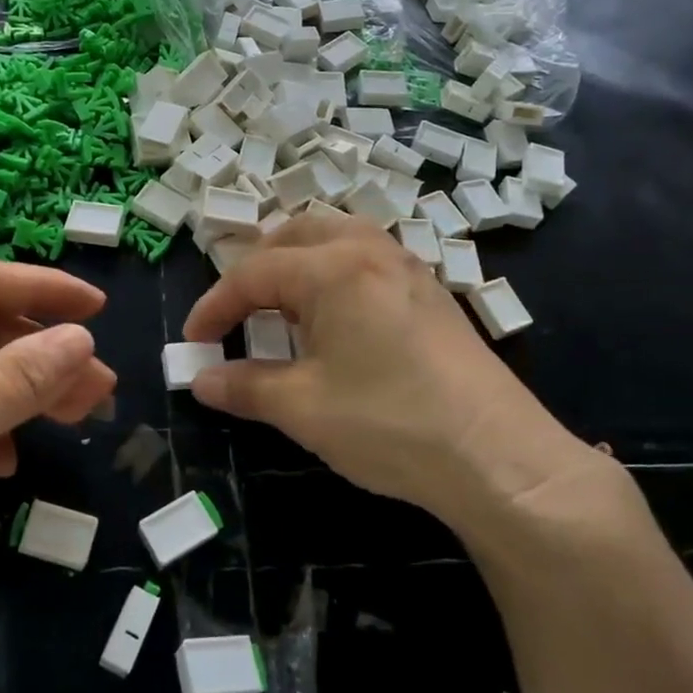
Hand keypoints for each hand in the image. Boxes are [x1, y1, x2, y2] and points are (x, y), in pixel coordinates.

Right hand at [182, 216, 629, 556]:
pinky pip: (369, 261)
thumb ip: (244, 386)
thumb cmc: (390, 423)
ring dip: (299, 263)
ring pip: (338, 239)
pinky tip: (338, 322)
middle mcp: (371, 252)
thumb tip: (200, 380)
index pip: (253, 274)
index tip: (192, 342)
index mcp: (333, 268)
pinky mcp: (433, 295)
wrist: (500, 457)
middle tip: (238, 311)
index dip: (214, 306)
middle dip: (257, 268)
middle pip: (297, 235)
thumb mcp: (303, 408)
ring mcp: (409, 269)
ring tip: (284, 307)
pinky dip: (335, 275)